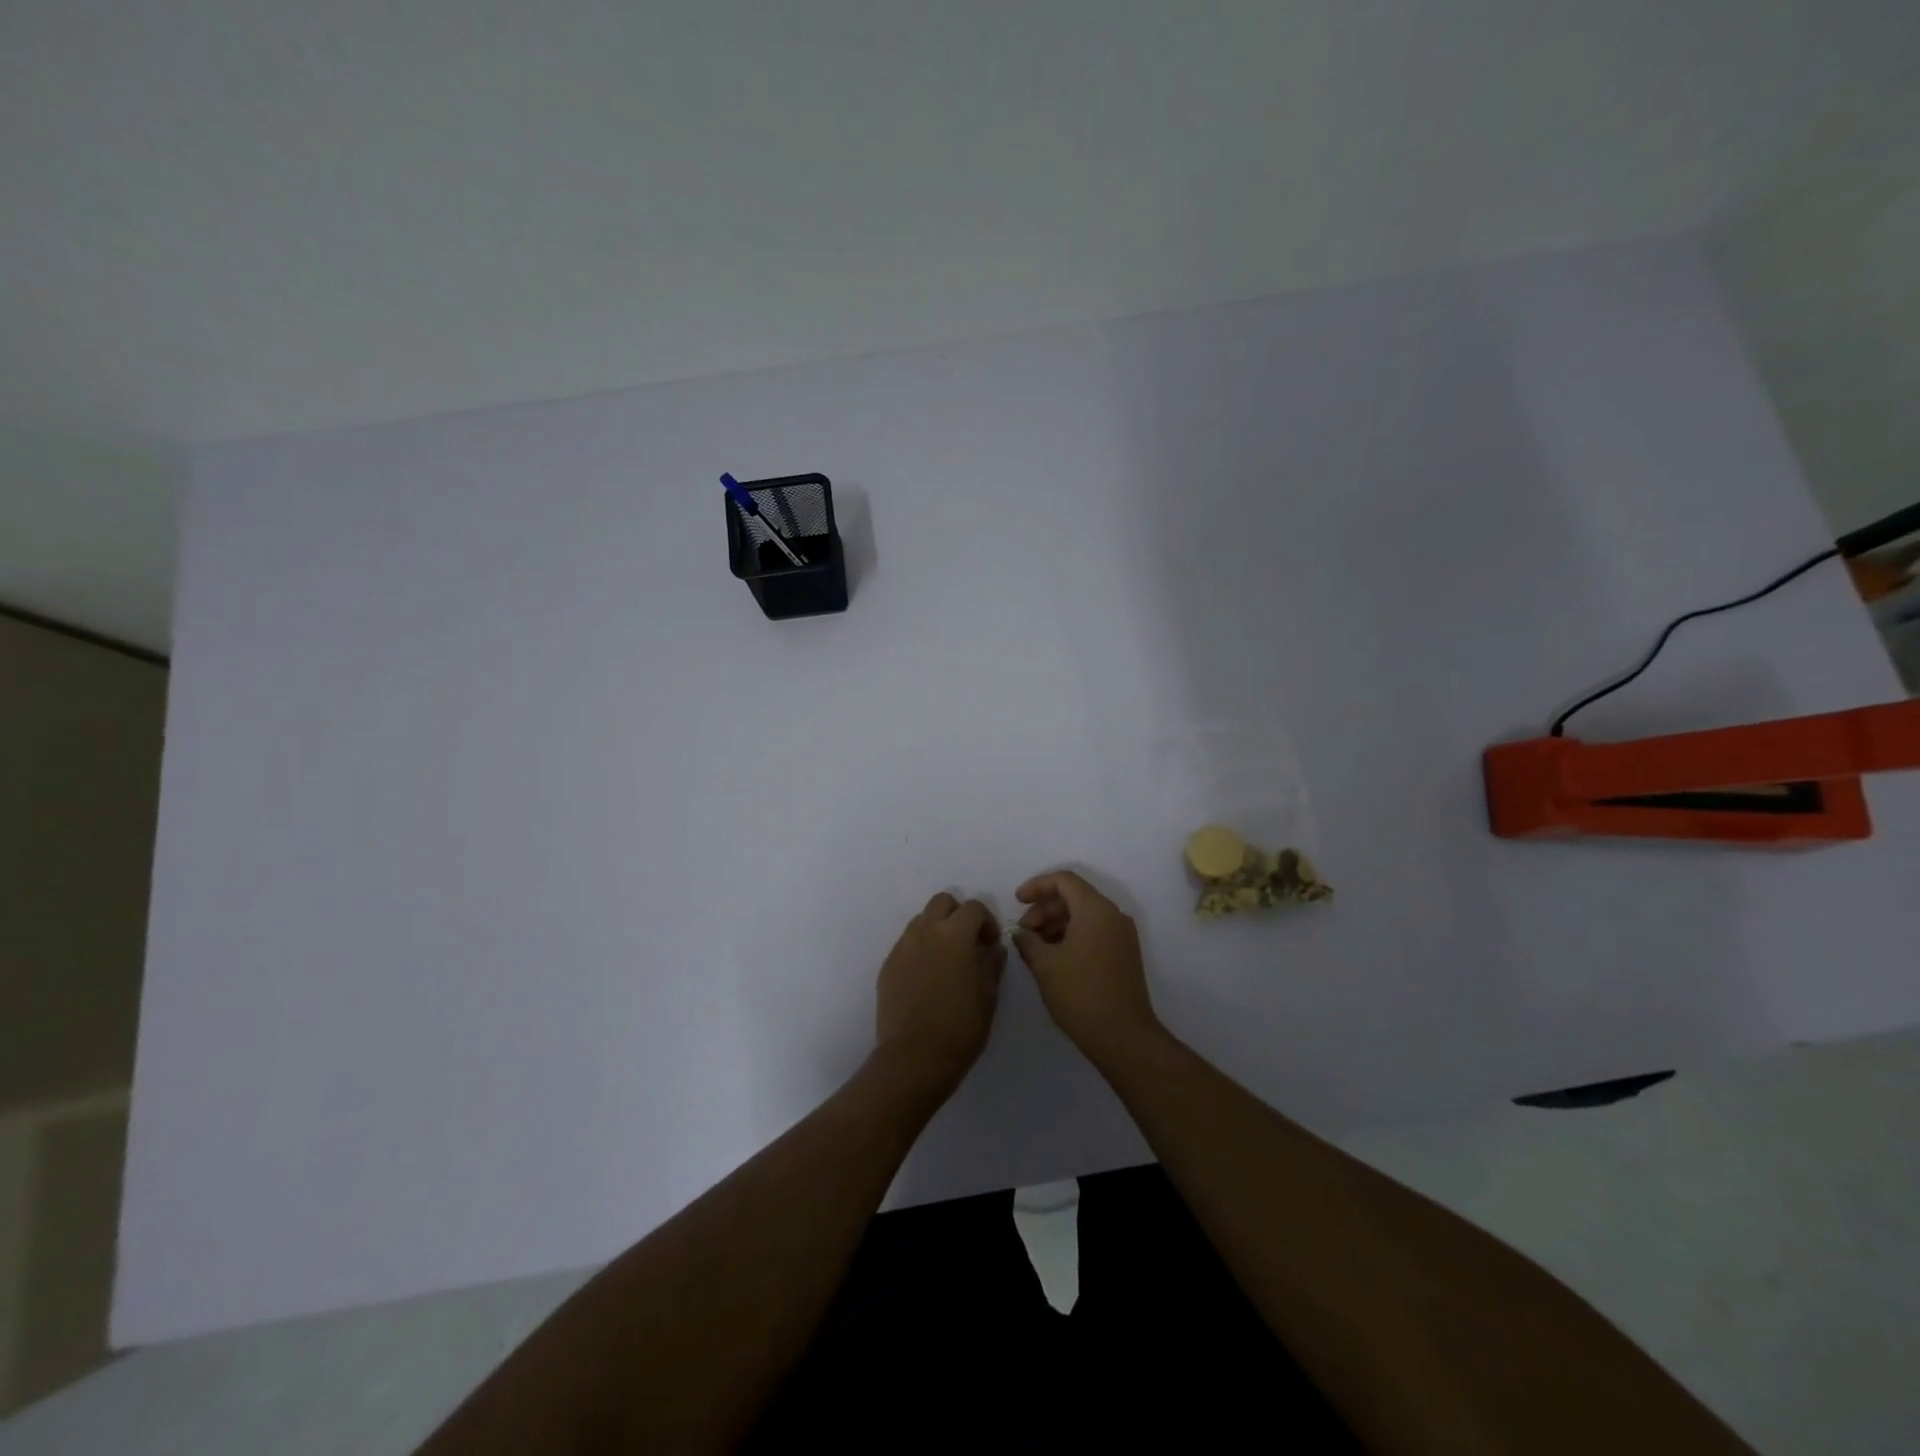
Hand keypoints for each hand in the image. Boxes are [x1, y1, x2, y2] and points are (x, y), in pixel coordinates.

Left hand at [875, 892, 1006, 1092]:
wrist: (914, 1058)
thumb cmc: (960, 1028)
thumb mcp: (988, 997)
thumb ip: (992, 964)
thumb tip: (994, 948)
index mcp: (954, 935)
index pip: (973, 908)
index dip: (986, 921)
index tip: (990, 944)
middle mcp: (925, 932)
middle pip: (942, 902)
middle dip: (958, 915)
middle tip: (968, 942)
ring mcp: (902, 947)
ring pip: (921, 920)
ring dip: (937, 929)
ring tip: (946, 960)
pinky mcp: (888, 965)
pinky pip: (907, 943)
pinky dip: (920, 948)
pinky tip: (927, 977)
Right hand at [1013, 870, 1162, 1067]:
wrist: (1124, 1037)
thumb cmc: (1081, 994)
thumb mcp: (1045, 965)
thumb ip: (1028, 941)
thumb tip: (1021, 933)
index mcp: (1096, 910)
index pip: (1064, 881)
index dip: (1037, 886)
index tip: (1016, 901)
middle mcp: (1113, 915)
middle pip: (1074, 896)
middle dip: (1044, 908)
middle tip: (1023, 931)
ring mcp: (1122, 936)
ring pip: (1084, 915)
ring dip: (1057, 923)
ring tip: (1034, 946)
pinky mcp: (1125, 954)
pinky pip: (1095, 931)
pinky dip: (1072, 935)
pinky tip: (1054, 957)